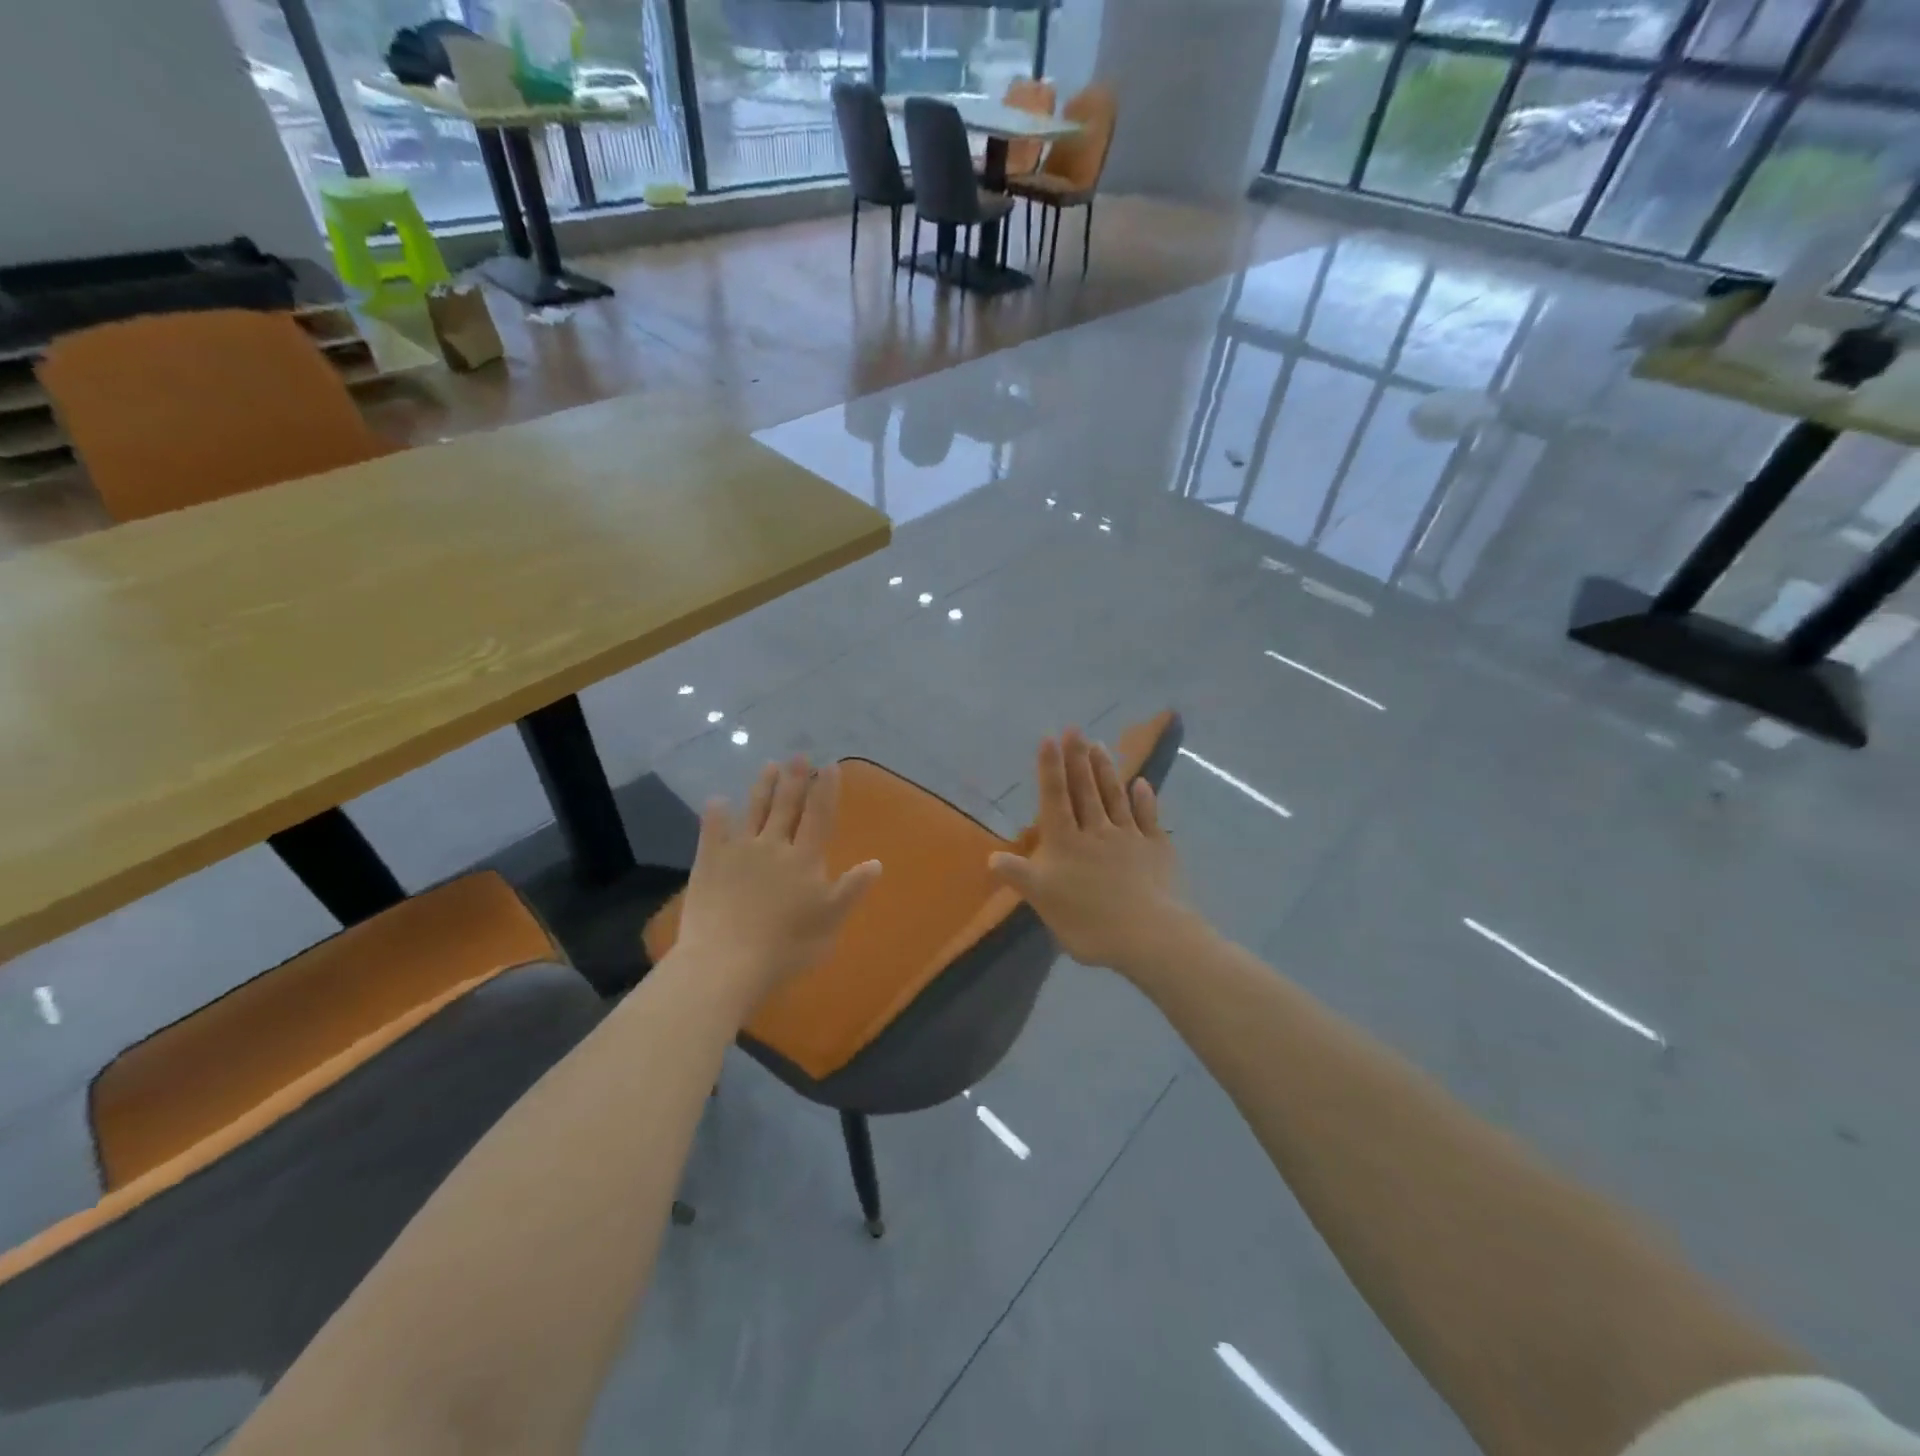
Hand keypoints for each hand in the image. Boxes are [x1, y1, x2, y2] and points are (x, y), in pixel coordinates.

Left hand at [674, 757, 881, 1008]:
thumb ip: (851, 890)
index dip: (826, 790)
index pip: (819, 817)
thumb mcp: (830, 922)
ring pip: (755, 811)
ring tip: (769, 765)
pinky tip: (717, 801)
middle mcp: (774, 846)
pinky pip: (712, 831)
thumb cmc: (787, 947)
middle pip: (787, 806)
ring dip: (763, 787)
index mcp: (805, 859)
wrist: (727, 962)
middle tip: (798, 755)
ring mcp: (739, 852)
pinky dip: (716, 814)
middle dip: (795, 779)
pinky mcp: (709, 863)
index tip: (829, 766)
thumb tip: (876, 863)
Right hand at [987, 728, 1197, 976]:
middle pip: (1085, 789)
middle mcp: (1096, 831)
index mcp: (1065, 842)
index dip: (1050, 768)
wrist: (1147, 934)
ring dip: (1106, 770)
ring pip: (1115, 797)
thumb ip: (1019, 874)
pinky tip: (1142, 784)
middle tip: (1076, 729)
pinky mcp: (1157, 849)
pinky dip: (1145, 799)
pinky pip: (1149, 818)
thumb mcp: (1042, 900)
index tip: (1050, 738)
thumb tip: (991, 857)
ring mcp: (1129, 837)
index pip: (1055, 798)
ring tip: (1100, 745)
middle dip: (1078, 758)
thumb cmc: (1087, 920)